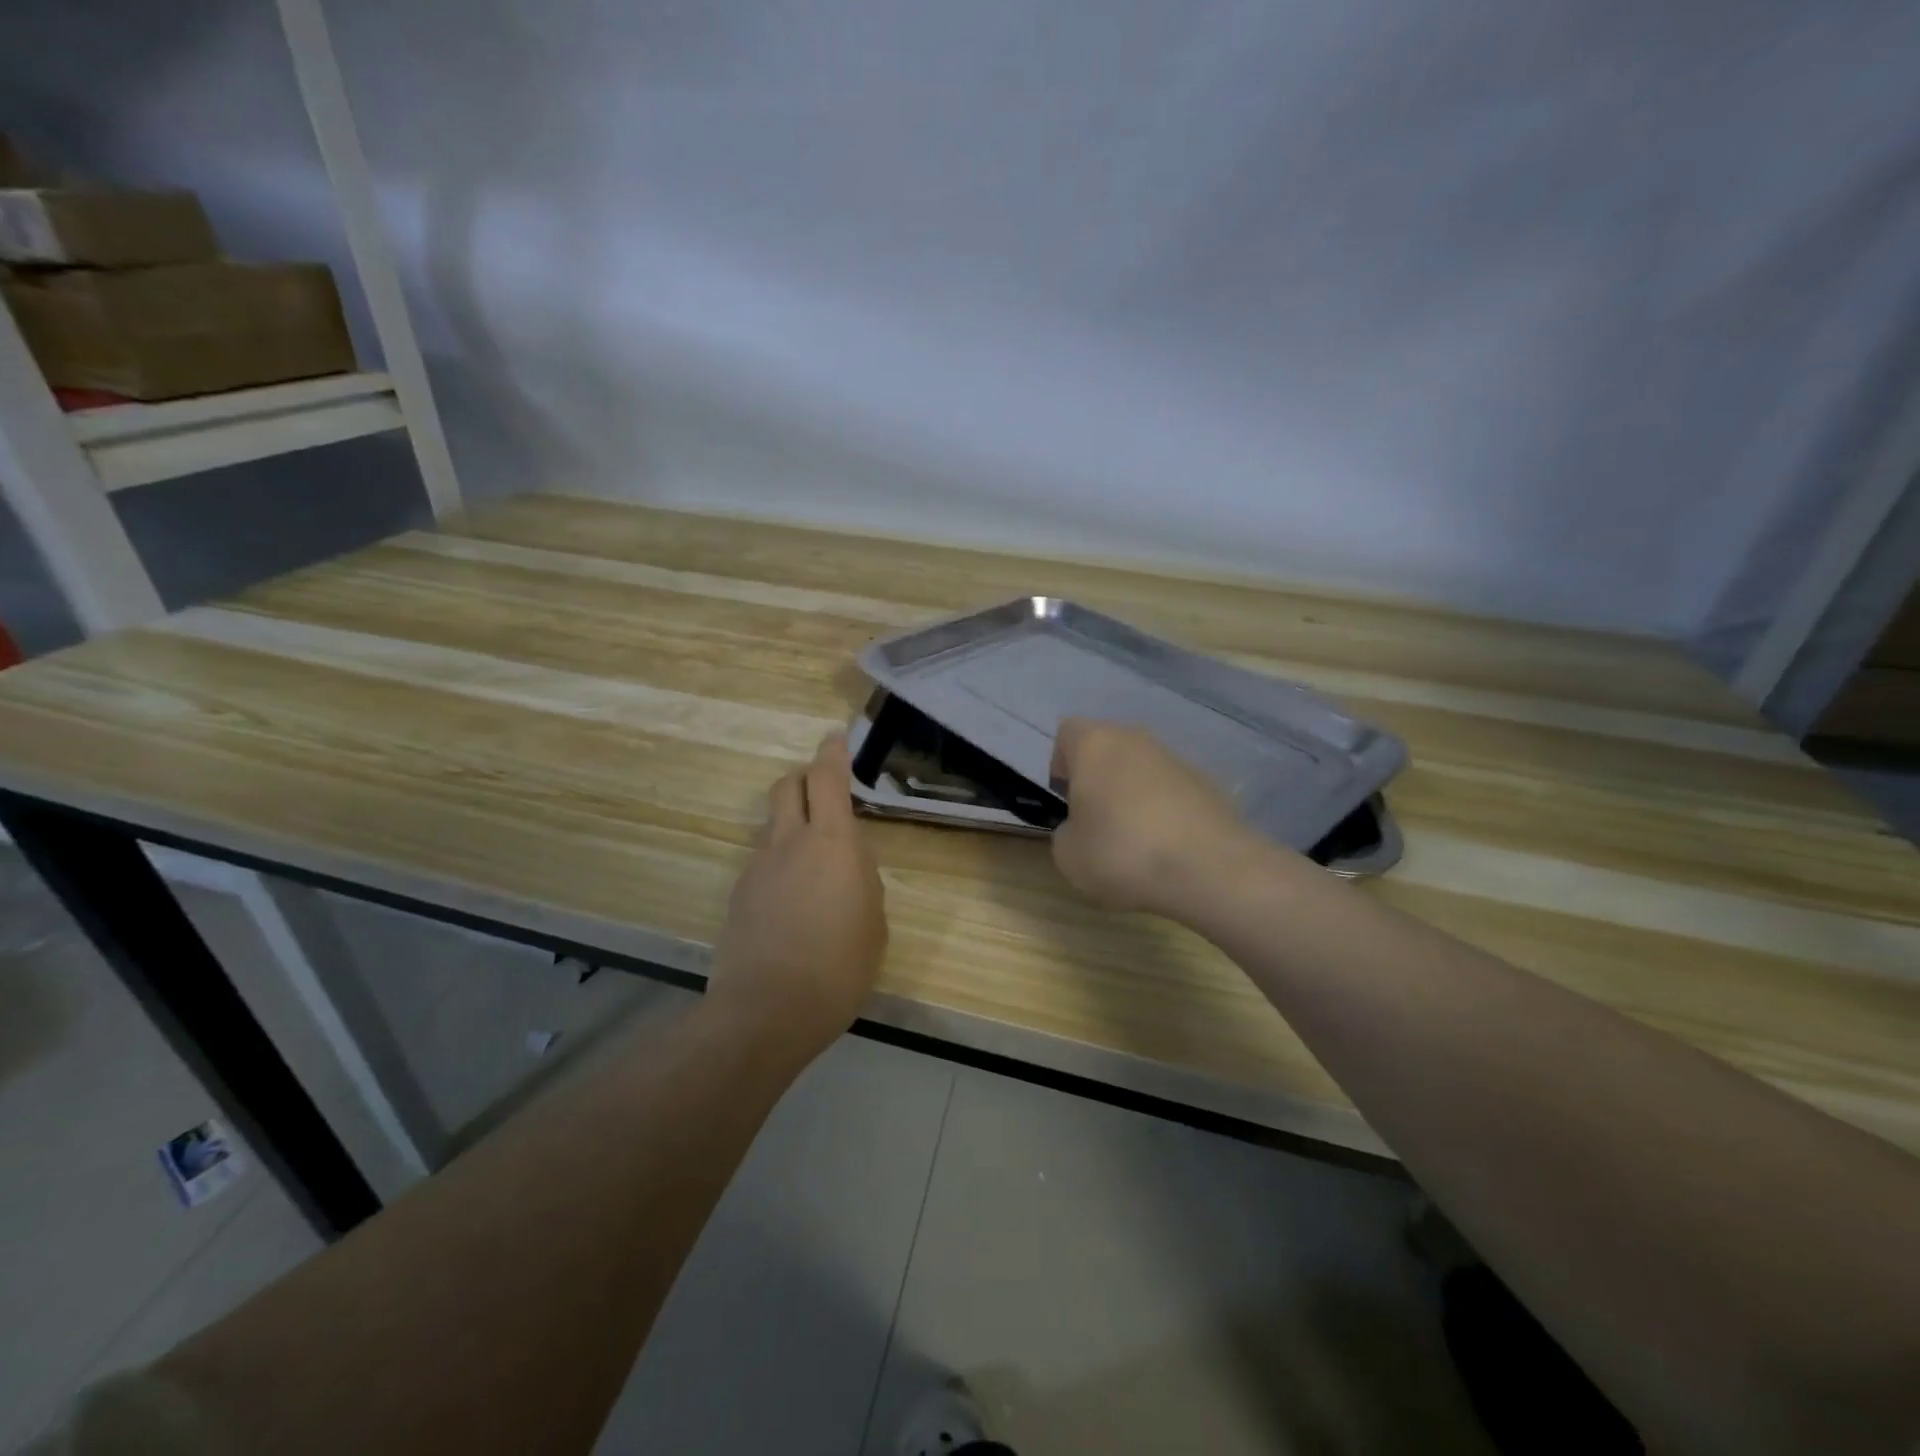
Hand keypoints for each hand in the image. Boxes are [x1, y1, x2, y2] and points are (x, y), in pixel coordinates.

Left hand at [705, 734, 888, 1058]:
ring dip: (792, 824)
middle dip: (804, 776)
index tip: (836, 736)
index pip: (828, 778)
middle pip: (787, 786)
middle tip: (823, 788)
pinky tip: (791, 901)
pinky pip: (762, 861)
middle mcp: (790, 842)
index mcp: (833, 843)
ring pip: (773, 824)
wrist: (767, 1009)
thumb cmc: (839, 966)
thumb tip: (847, 864)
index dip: (832, 752)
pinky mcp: (739, 894)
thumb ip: (861, 879)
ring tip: (812, 862)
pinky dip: (779, 863)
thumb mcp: (874, 921)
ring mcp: (758, 866)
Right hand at [1048, 717, 1261, 918]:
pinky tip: (1167, 845)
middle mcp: (1136, 739)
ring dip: (1133, 792)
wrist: (1209, 868)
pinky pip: (1172, 788)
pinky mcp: (1209, 782)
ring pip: (1142, 766)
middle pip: (1108, 746)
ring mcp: (1176, 758)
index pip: (1067, 732)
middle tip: (1096, 818)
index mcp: (1094, 744)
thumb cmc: (1122, 852)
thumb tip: (1082, 828)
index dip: (1061, 762)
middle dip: (1099, 776)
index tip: (1066, 797)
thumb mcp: (1068, 855)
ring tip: (1134, 838)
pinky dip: (1165, 808)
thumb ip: (1066, 832)